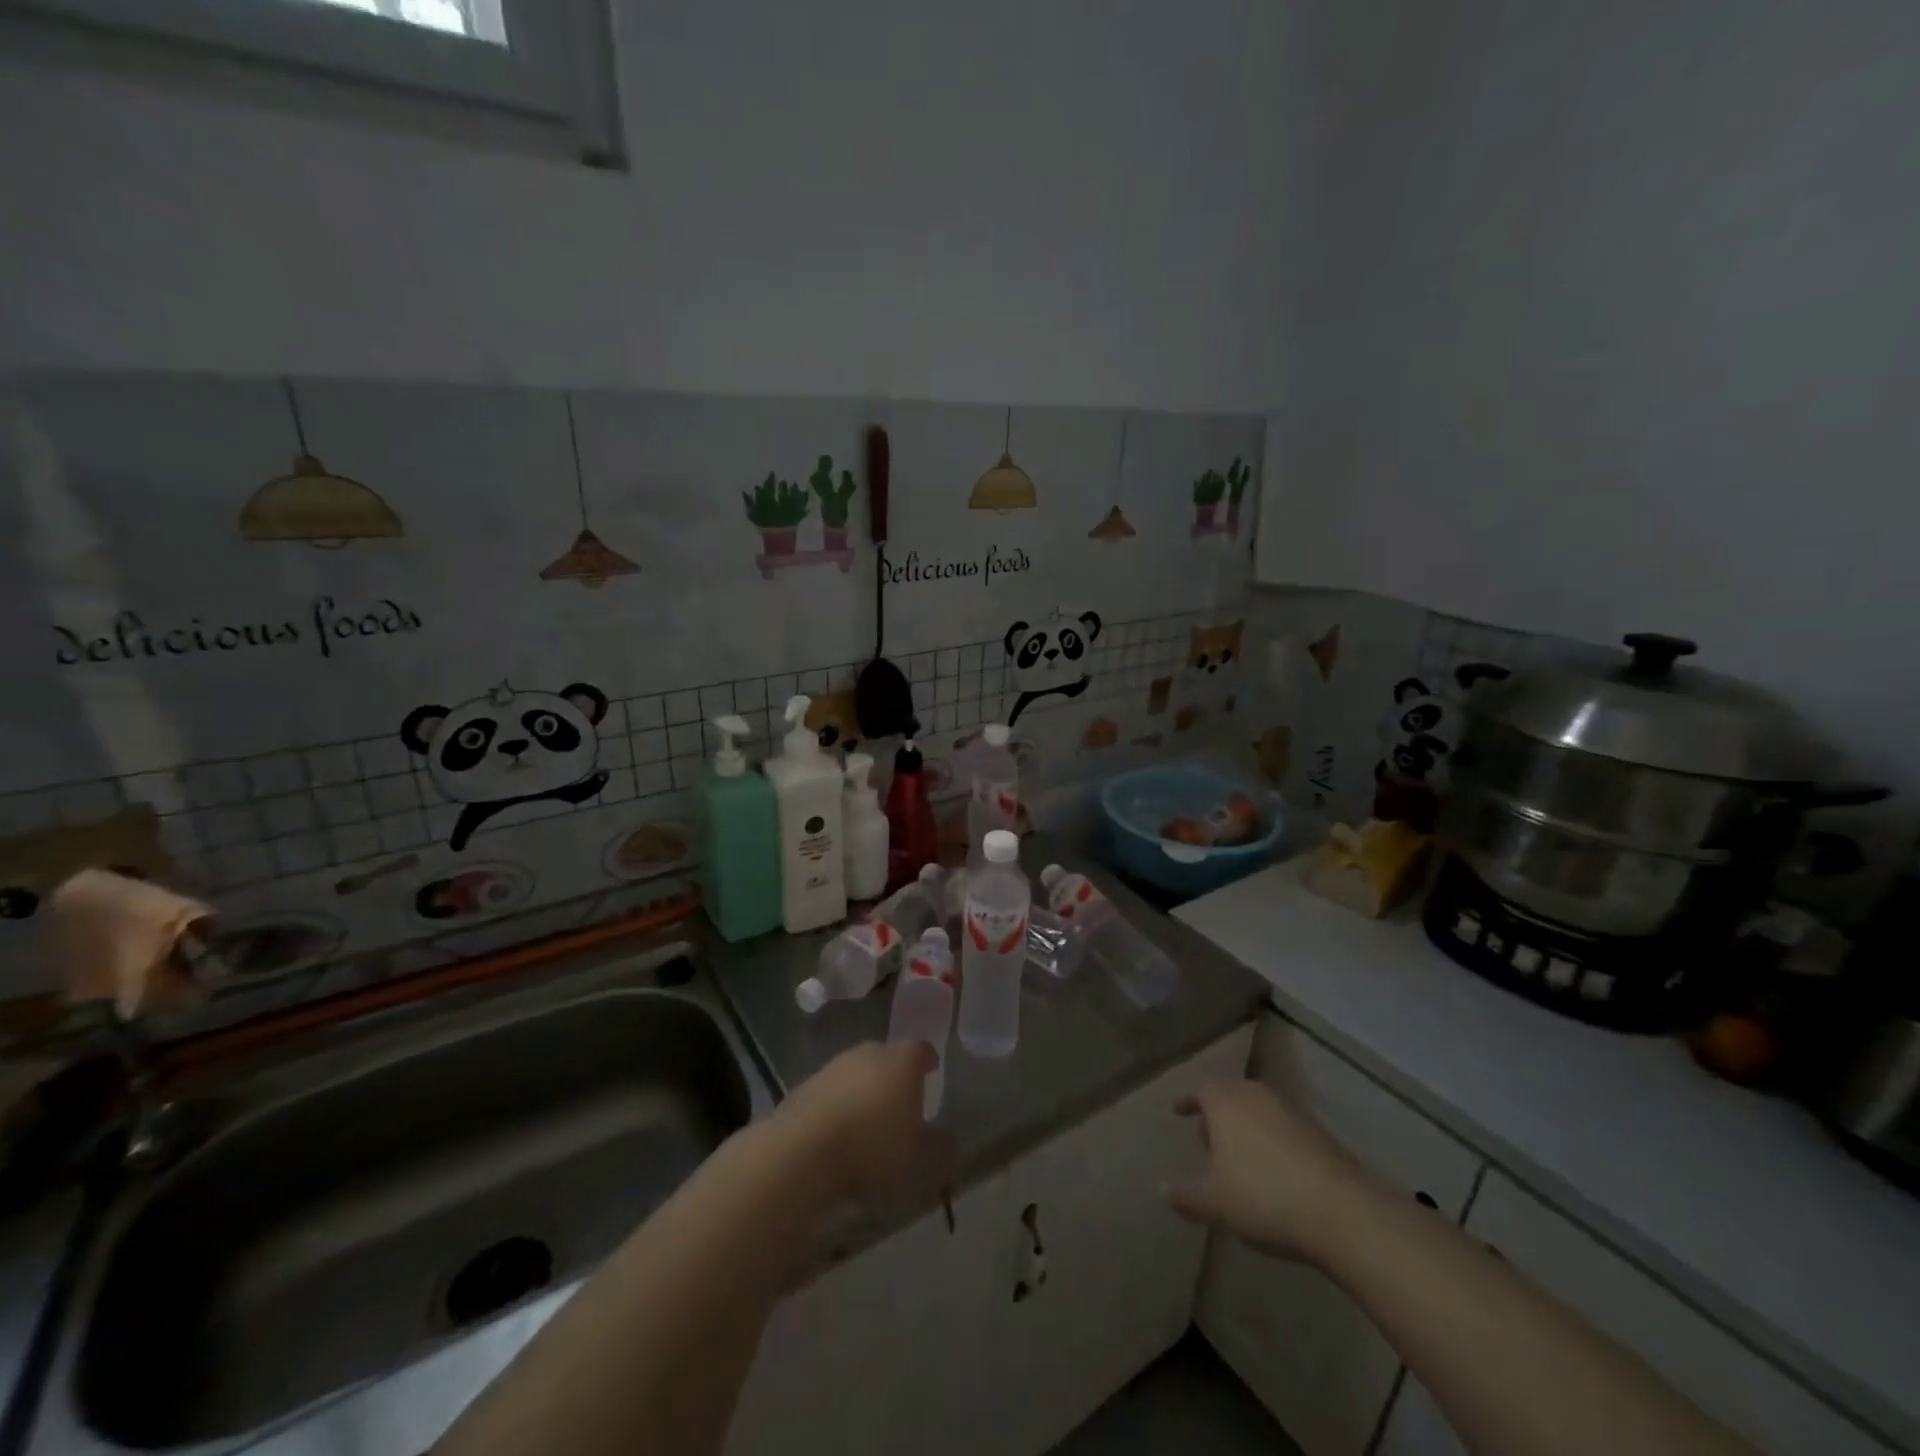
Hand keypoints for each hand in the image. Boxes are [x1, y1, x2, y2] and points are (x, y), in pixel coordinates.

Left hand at [778, 1041, 953, 1210]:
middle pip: (887, 1059)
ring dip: (862, 1093)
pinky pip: (830, 1094)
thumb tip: (948, 1137)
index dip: (928, 1062)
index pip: (922, 1050)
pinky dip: (836, 1108)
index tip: (932, 1073)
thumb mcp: (921, 1158)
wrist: (803, 1151)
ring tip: (866, 1126)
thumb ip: (940, 1145)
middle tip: (900, 1106)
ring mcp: (833, 1066)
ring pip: (856, 1075)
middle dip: (894, 1078)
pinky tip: (836, 1137)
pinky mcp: (804, 1086)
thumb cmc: (874, 1148)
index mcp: (902, 1060)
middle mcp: (868, 1052)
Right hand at [1164, 1078, 1377, 1264]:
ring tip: (1238, 1158)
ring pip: (1258, 1110)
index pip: (1199, 1088)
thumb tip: (1163, 1188)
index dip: (1187, 1101)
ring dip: (1244, 1127)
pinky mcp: (1319, 1132)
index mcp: (1225, 1100)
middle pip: (1230, 1094)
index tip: (1178, 1111)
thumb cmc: (1263, 1195)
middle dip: (1216, 1113)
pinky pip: (1282, 1127)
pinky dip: (1270, 1140)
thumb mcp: (1214, 1202)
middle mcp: (1256, 1094)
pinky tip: (1272, 1171)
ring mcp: (1290, 1110)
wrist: (1341, 1211)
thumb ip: (1186, 1194)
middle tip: (1206, 1138)